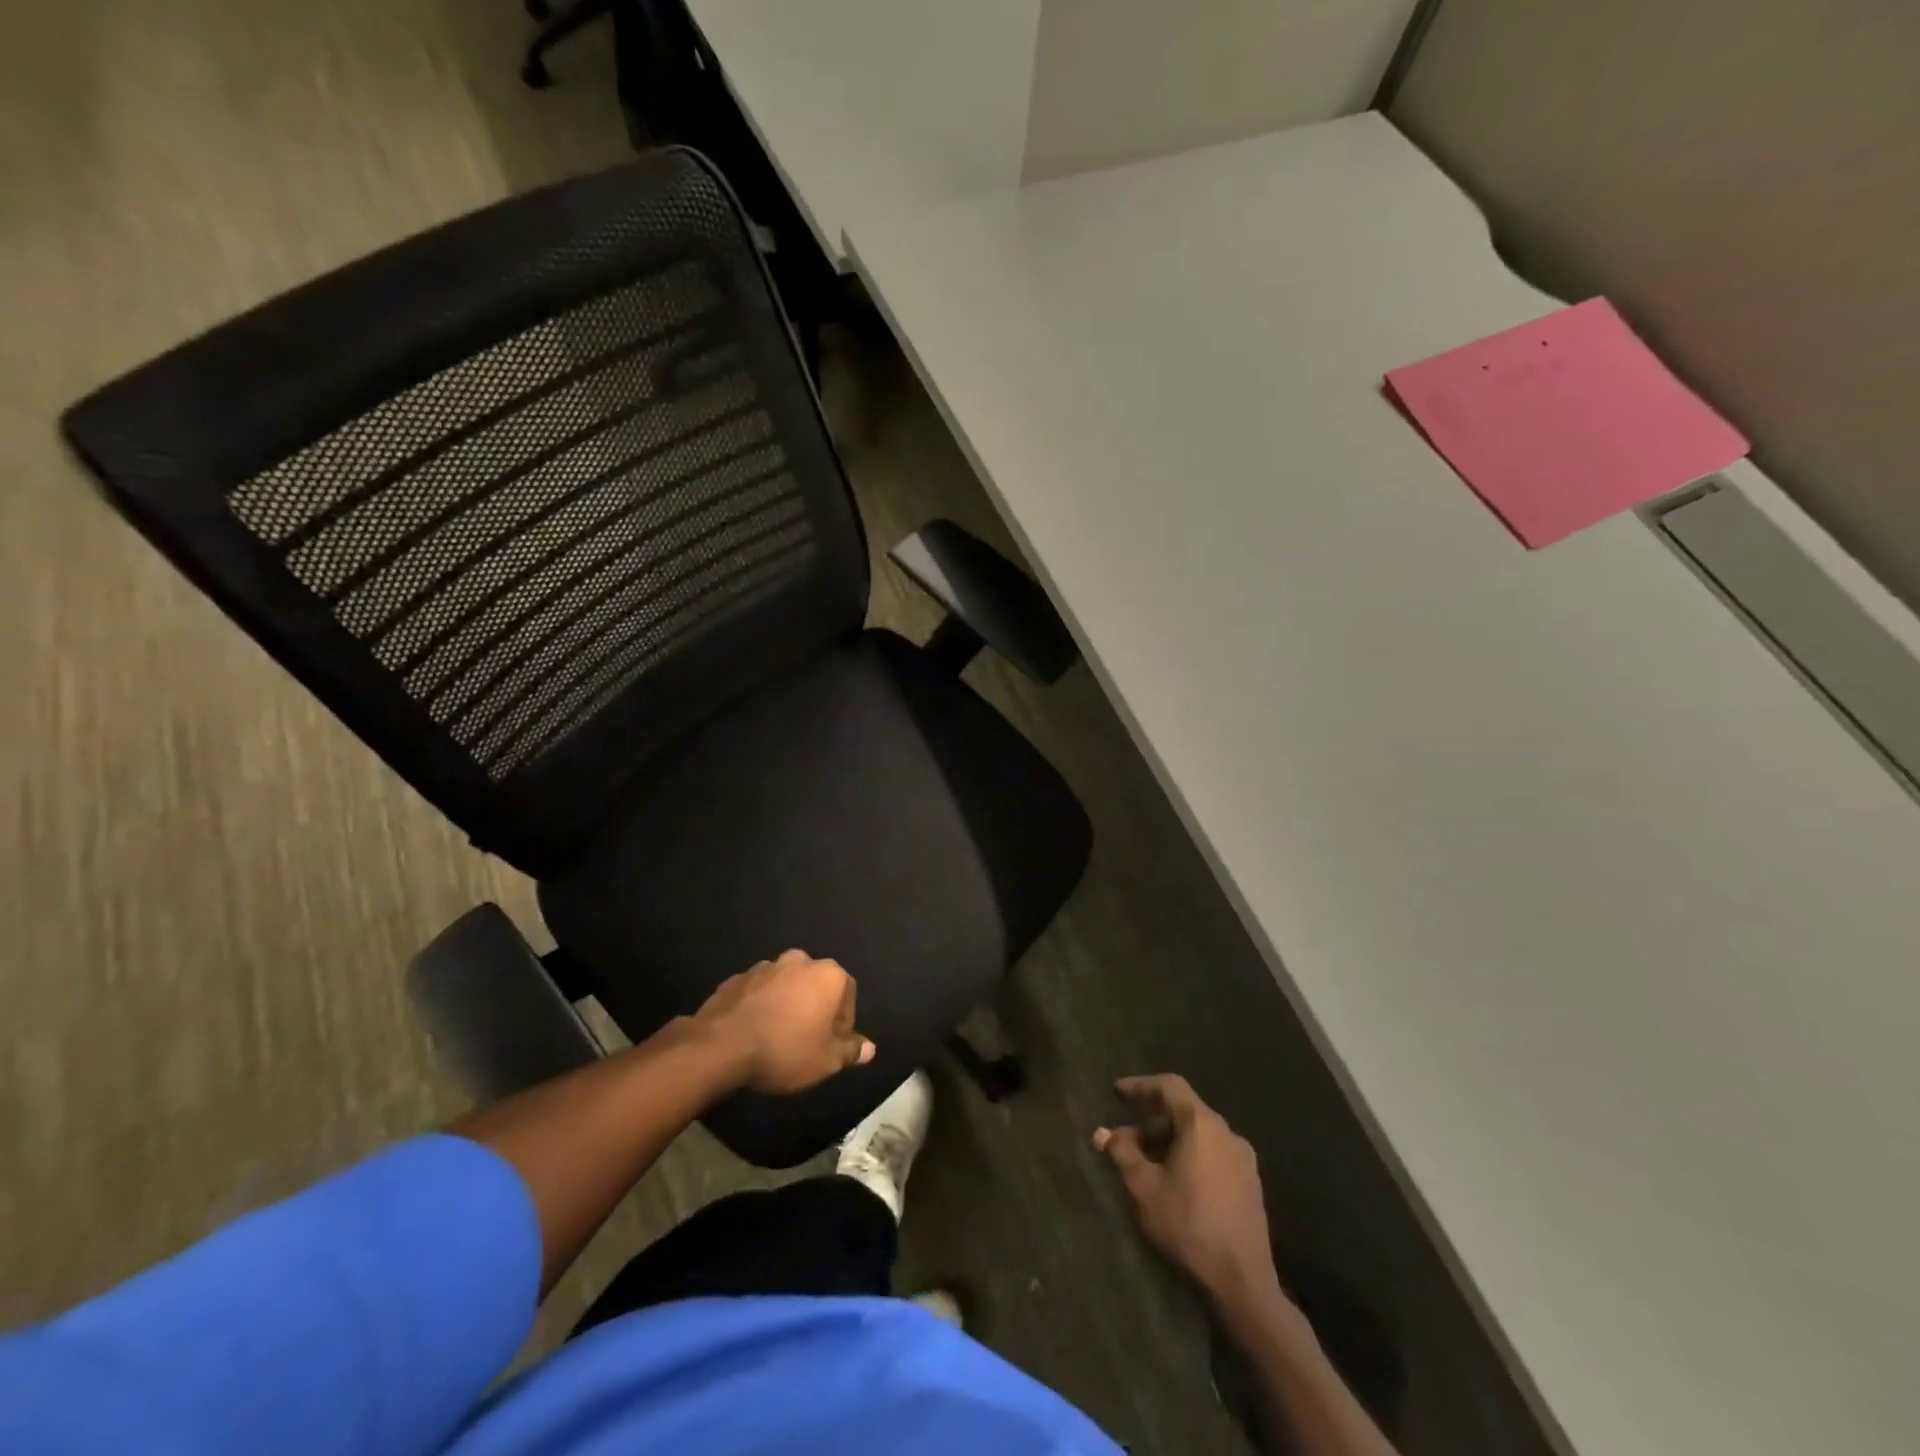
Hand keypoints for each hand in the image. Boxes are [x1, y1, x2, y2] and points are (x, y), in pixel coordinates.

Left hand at [695, 950, 874, 1092]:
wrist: (721, 1046)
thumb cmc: (785, 1050)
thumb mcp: (826, 1061)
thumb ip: (850, 1051)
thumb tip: (870, 1048)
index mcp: (828, 975)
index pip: (848, 994)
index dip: (843, 1023)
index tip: (831, 1046)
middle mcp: (800, 961)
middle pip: (816, 985)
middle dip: (815, 1009)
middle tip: (806, 1041)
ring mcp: (766, 966)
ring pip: (786, 986)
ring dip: (787, 1005)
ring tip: (777, 1037)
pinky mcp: (738, 977)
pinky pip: (759, 992)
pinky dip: (761, 1006)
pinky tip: (754, 1031)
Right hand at [1095, 1074, 1279, 1301]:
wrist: (1243, 1281)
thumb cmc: (1189, 1225)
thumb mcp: (1145, 1188)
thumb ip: (1122, 1154)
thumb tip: (1103, 1133)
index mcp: (1202, 1124)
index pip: (1169, 1086)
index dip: (1140, 1085)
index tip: (1117, 1093)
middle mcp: (1226, 1132)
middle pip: (1184, 1110)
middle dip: (1151, 1121)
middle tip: (1125, 1140)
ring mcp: (1243, 1157)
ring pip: (1199, 1134)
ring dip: (1169, 1140)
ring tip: (1146, 1163)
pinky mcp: (1251, 1182)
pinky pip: (1214, 1153)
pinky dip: (1190, 1154)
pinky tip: (1175, 1180)